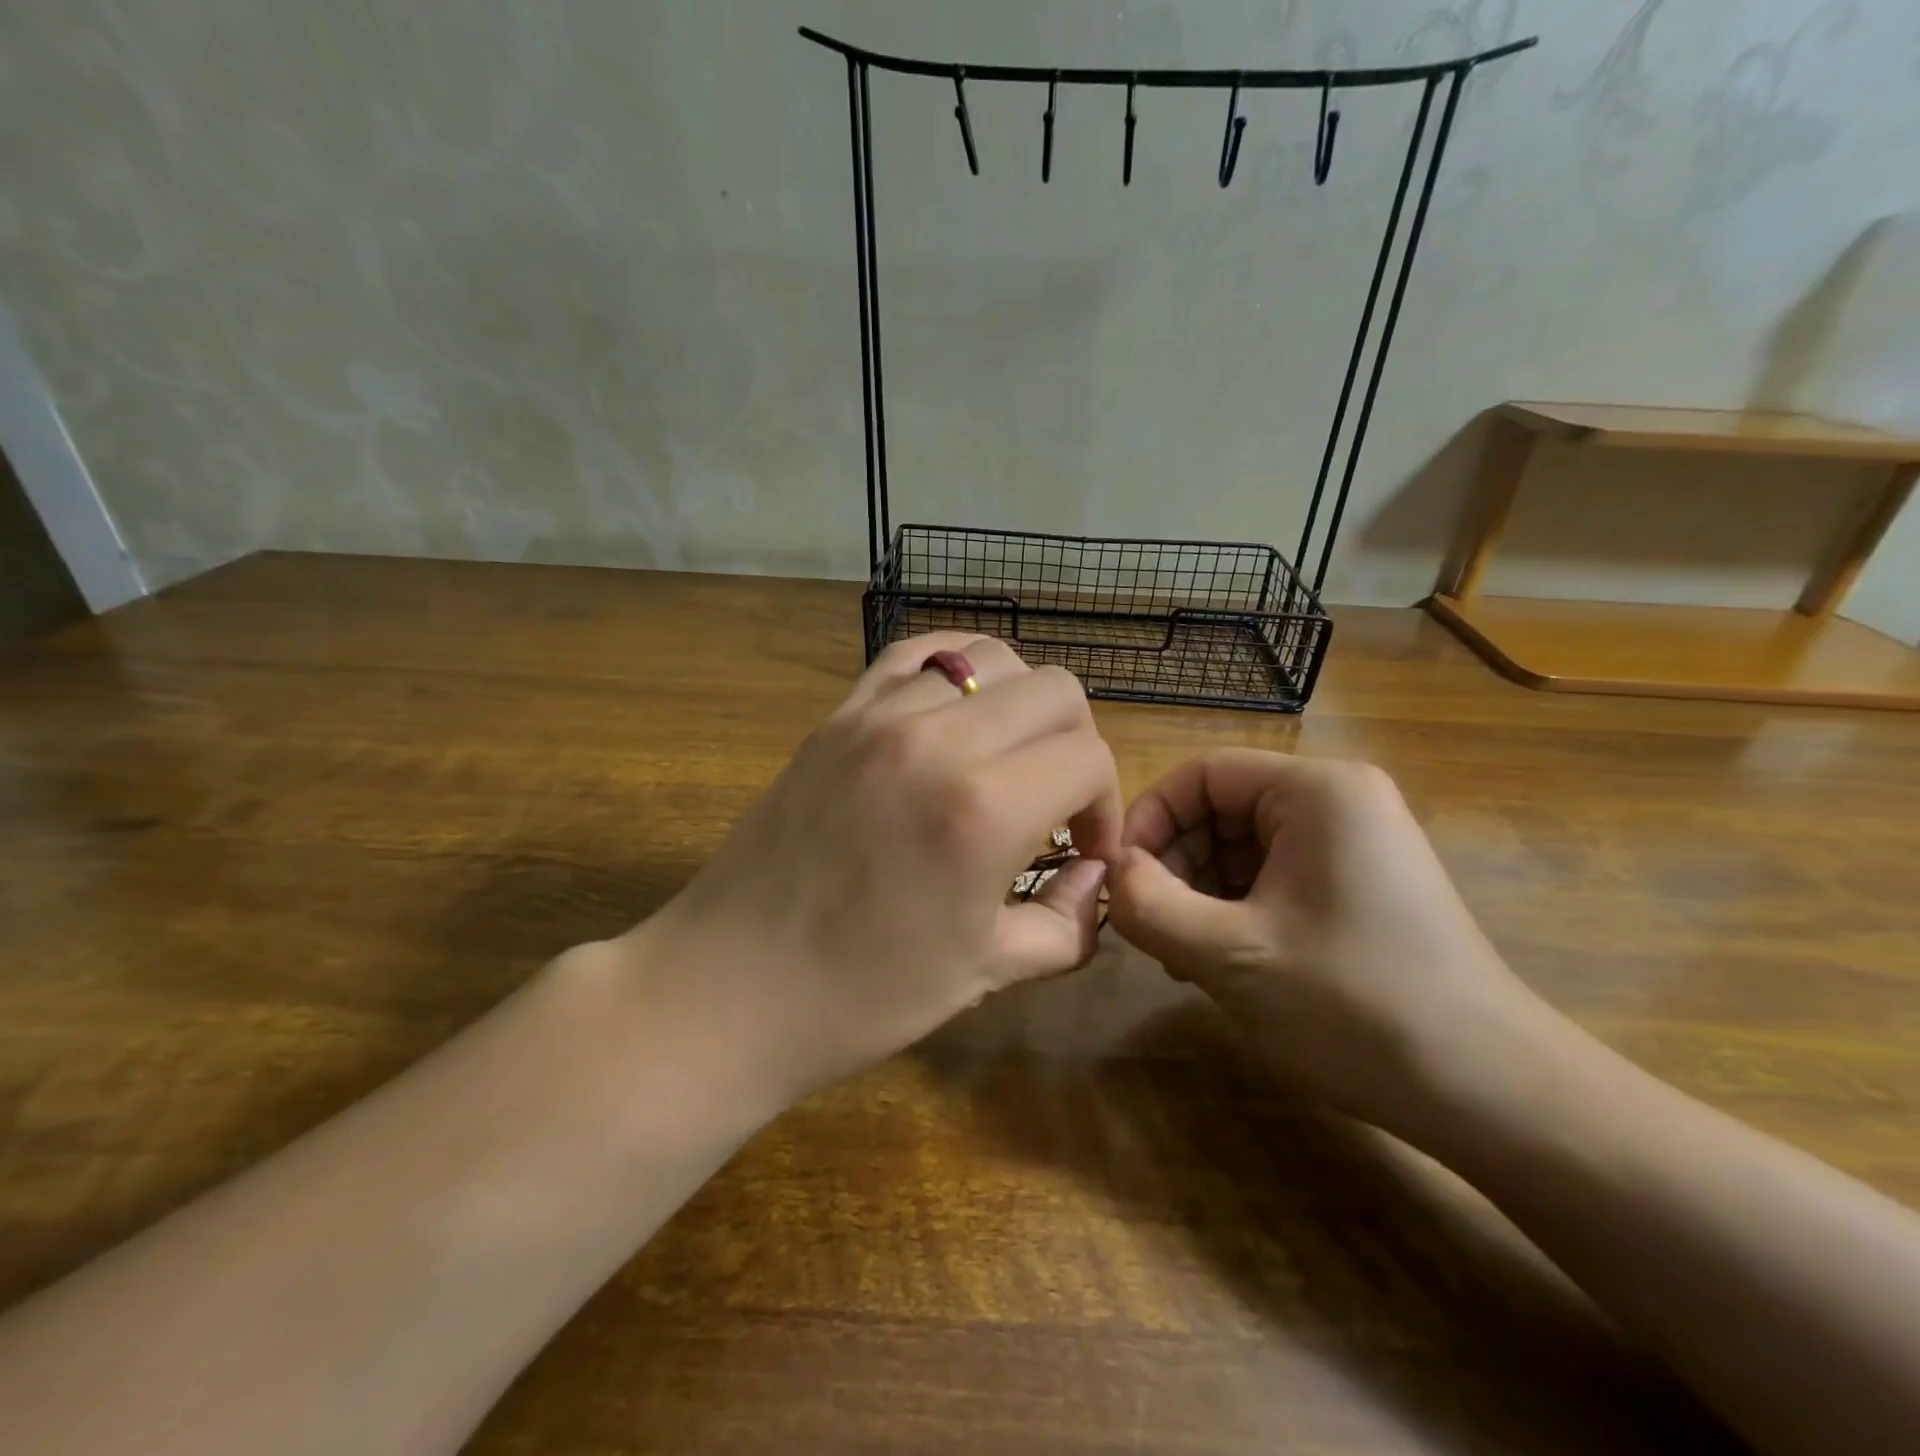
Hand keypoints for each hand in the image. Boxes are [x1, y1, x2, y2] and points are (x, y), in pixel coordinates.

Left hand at [633, 632, 1119, 1106]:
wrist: (732, 986)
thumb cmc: (861, 996)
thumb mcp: (986, 972)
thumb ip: (1066, 922)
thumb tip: (1095, 876)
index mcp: (983, 809)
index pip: (1088, 758)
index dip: (1105, 806)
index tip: (1085, 851)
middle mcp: (938, 739)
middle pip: (1056, 690)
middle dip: (1075, 746)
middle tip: (1055, 803)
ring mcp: (879, 715)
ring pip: (991, 658)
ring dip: (1019, 707)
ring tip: (1003, 760)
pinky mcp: (838, 714)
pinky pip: (916, 655)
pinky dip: (956, 672)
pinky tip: (956, 714)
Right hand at [1106, 749, 1546, 1136]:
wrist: (1492, 1096)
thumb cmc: (1354, 1006)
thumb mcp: (1230, 955)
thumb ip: (1148, 905)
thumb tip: (1110, 874)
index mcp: (1317, 791)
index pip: (1202, 774)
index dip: (1149, 820)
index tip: (1117, 878)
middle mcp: (1339, 801)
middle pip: (1221, 809)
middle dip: (1174, 864)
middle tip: (1147, 927)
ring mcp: (1354, 844)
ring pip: (1241, 848)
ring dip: (1198, 893)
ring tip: (1179, 955)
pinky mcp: (1360, 885)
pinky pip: (1273, 877)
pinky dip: (1234, 910)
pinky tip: (1219, 961)